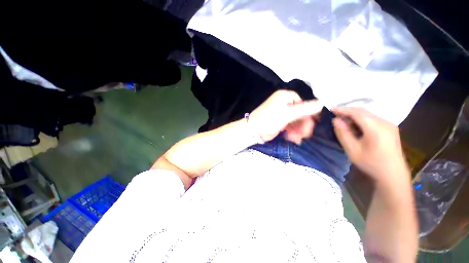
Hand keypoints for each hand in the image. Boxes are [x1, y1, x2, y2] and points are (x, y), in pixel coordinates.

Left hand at [249, 90, 322, 143]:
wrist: (253, 131)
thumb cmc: (269, 119)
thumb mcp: (287, 114)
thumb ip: (304, 109)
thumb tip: (321, 103)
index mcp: (285, 97)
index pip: (302, 102)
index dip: (309, 112)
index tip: (314, 122)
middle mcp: (283, 103)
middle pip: (299, 113)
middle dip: (303, 124)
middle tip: (306, 134)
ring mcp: (281, 113)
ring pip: (295, 121)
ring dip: (298, 130)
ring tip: (298, 139)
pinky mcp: (279, 122)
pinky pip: (290, 126)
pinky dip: (292, 132)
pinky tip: (294, 139)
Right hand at [332, 107, 409, 183]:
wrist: (392, 175)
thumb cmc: (371, 163)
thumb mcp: (352, 149)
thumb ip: (343, 133)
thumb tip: (335, 120)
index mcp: (375, 127)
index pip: (356, 112)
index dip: (342, 109)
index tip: (330, 109)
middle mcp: (384, 122)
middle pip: (363, 111)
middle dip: (347, 112)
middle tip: (334, 116)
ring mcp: (389, 125)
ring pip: (368, 115)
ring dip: (354, 116)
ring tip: (343, 122)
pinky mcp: (390, 128)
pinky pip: (373, 119)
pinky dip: (361, 120)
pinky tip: (355, 127)